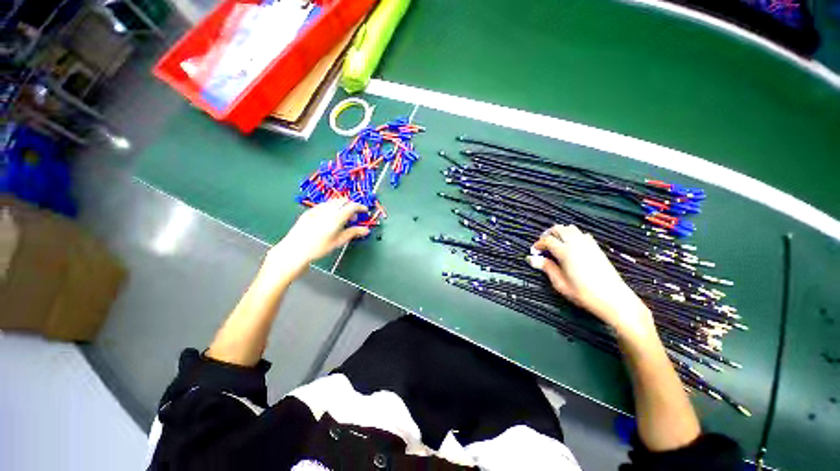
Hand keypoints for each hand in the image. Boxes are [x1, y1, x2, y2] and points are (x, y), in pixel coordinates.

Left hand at [263, 198, 369, 282]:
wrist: (295, 249)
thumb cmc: (319, 247)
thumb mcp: (339, 241)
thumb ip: (353, 233)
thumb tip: (366, 230)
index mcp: (336, 217)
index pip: (352, 206)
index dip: (360, 207)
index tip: (365, 211)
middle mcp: (327, 210)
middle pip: (343, 201)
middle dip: (351, 206)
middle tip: (354, 217)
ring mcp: (317, 209)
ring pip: (333, 202)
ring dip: (342, 206)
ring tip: (342, 219)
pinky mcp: (309, 211)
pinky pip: (324, 205)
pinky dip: (332, 208)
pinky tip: (330, 219)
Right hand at [528, 224, 654, 340]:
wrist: (614, 299)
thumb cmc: (583, 293)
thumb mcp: (560, 283)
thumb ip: (546, 268)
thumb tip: (531, 259)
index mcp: (566, 252)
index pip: (548, 240)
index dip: (538, 244)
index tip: (534, 251)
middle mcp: (576, 244)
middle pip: (559, 229)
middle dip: (548, 234)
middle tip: (543, 245)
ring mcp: (588, 244)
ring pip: (571, 228)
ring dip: (561, 232)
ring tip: (556, 244)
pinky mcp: (596, 248)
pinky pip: (582, 234)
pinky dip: (573, 235)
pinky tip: (571, 246)